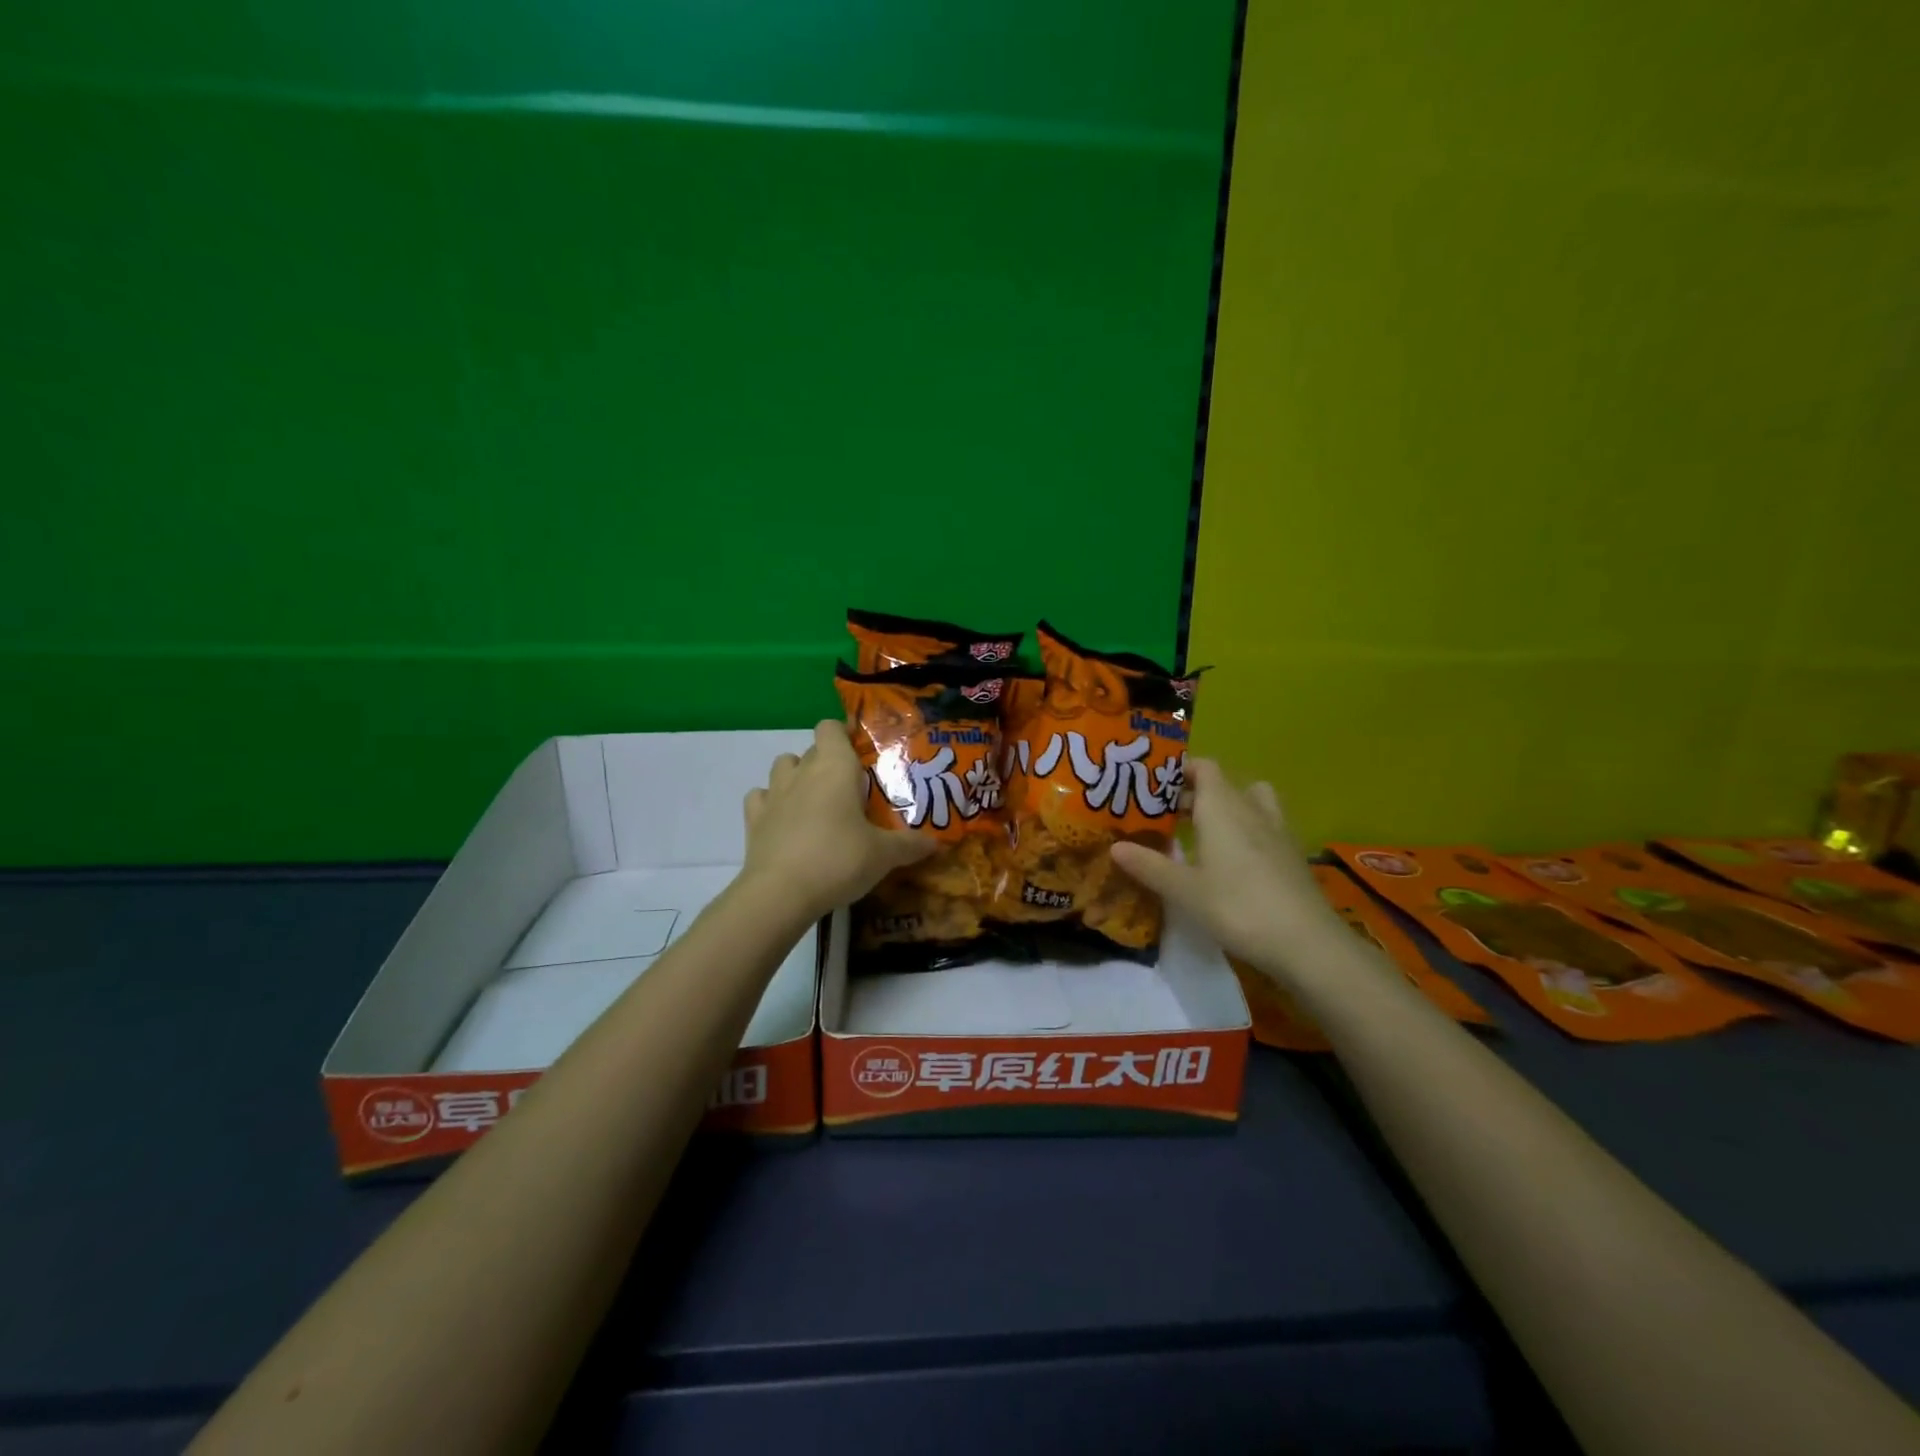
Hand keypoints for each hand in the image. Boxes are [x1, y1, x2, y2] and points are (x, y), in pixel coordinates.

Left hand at [739, 720, 936, 921]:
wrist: (781, 893)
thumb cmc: (839, 860)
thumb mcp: (884, 855)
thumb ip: (910, 845)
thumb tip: (936, 843)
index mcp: (835, 767)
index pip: (831, 728)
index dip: (844, 734)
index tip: (860, 751)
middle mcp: (802, 772)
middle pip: (812, 749)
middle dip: (828, 762)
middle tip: (850, 789)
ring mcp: (774, 794)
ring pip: (783, 767)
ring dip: (797, 776)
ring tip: (816, 802)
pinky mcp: (753, 820)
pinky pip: (760, 798)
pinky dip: (771, 803)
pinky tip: (784, 821)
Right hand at [1110, 759, 1343, 973]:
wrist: (1307, 943)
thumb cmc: (1238, 907)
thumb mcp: (1185, 890)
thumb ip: (1150, 866)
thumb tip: (1115, 847)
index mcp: (1222, 808)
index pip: (1204, 767)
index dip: (1180, 770)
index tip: (1155, 786)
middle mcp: (1251, 809)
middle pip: (1223, 785)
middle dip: (1194, 794)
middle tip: (1166, 814)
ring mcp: (1277, 831)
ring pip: (1250, 801)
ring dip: (1227, 808)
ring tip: (1204, 831)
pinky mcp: (1292, 855)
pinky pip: (1264, 826)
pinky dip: (1246, 831)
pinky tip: (1233, 861)